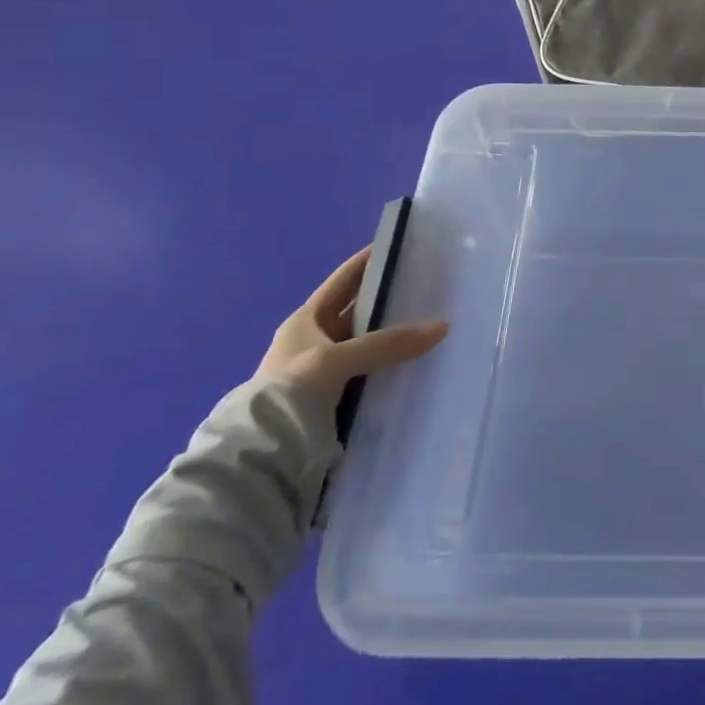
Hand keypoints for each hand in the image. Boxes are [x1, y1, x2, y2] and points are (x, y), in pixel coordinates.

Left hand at [257, 247, 448, 401]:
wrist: (261, 459)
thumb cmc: (289, 394)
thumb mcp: (337, 360)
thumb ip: (388, 343)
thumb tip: (443, 326)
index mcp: (305, 321)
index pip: (343, 281)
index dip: (368, 261)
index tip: (400, 245)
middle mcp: (314, 342)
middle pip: (359, 313)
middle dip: (390, 300)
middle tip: (431, 286)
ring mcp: (325, 374)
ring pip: (369, 346)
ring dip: (395, 338)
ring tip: (435, 324)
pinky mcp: (336, 402)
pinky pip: (372, 375)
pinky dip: (392, 369)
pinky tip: (419, 365)